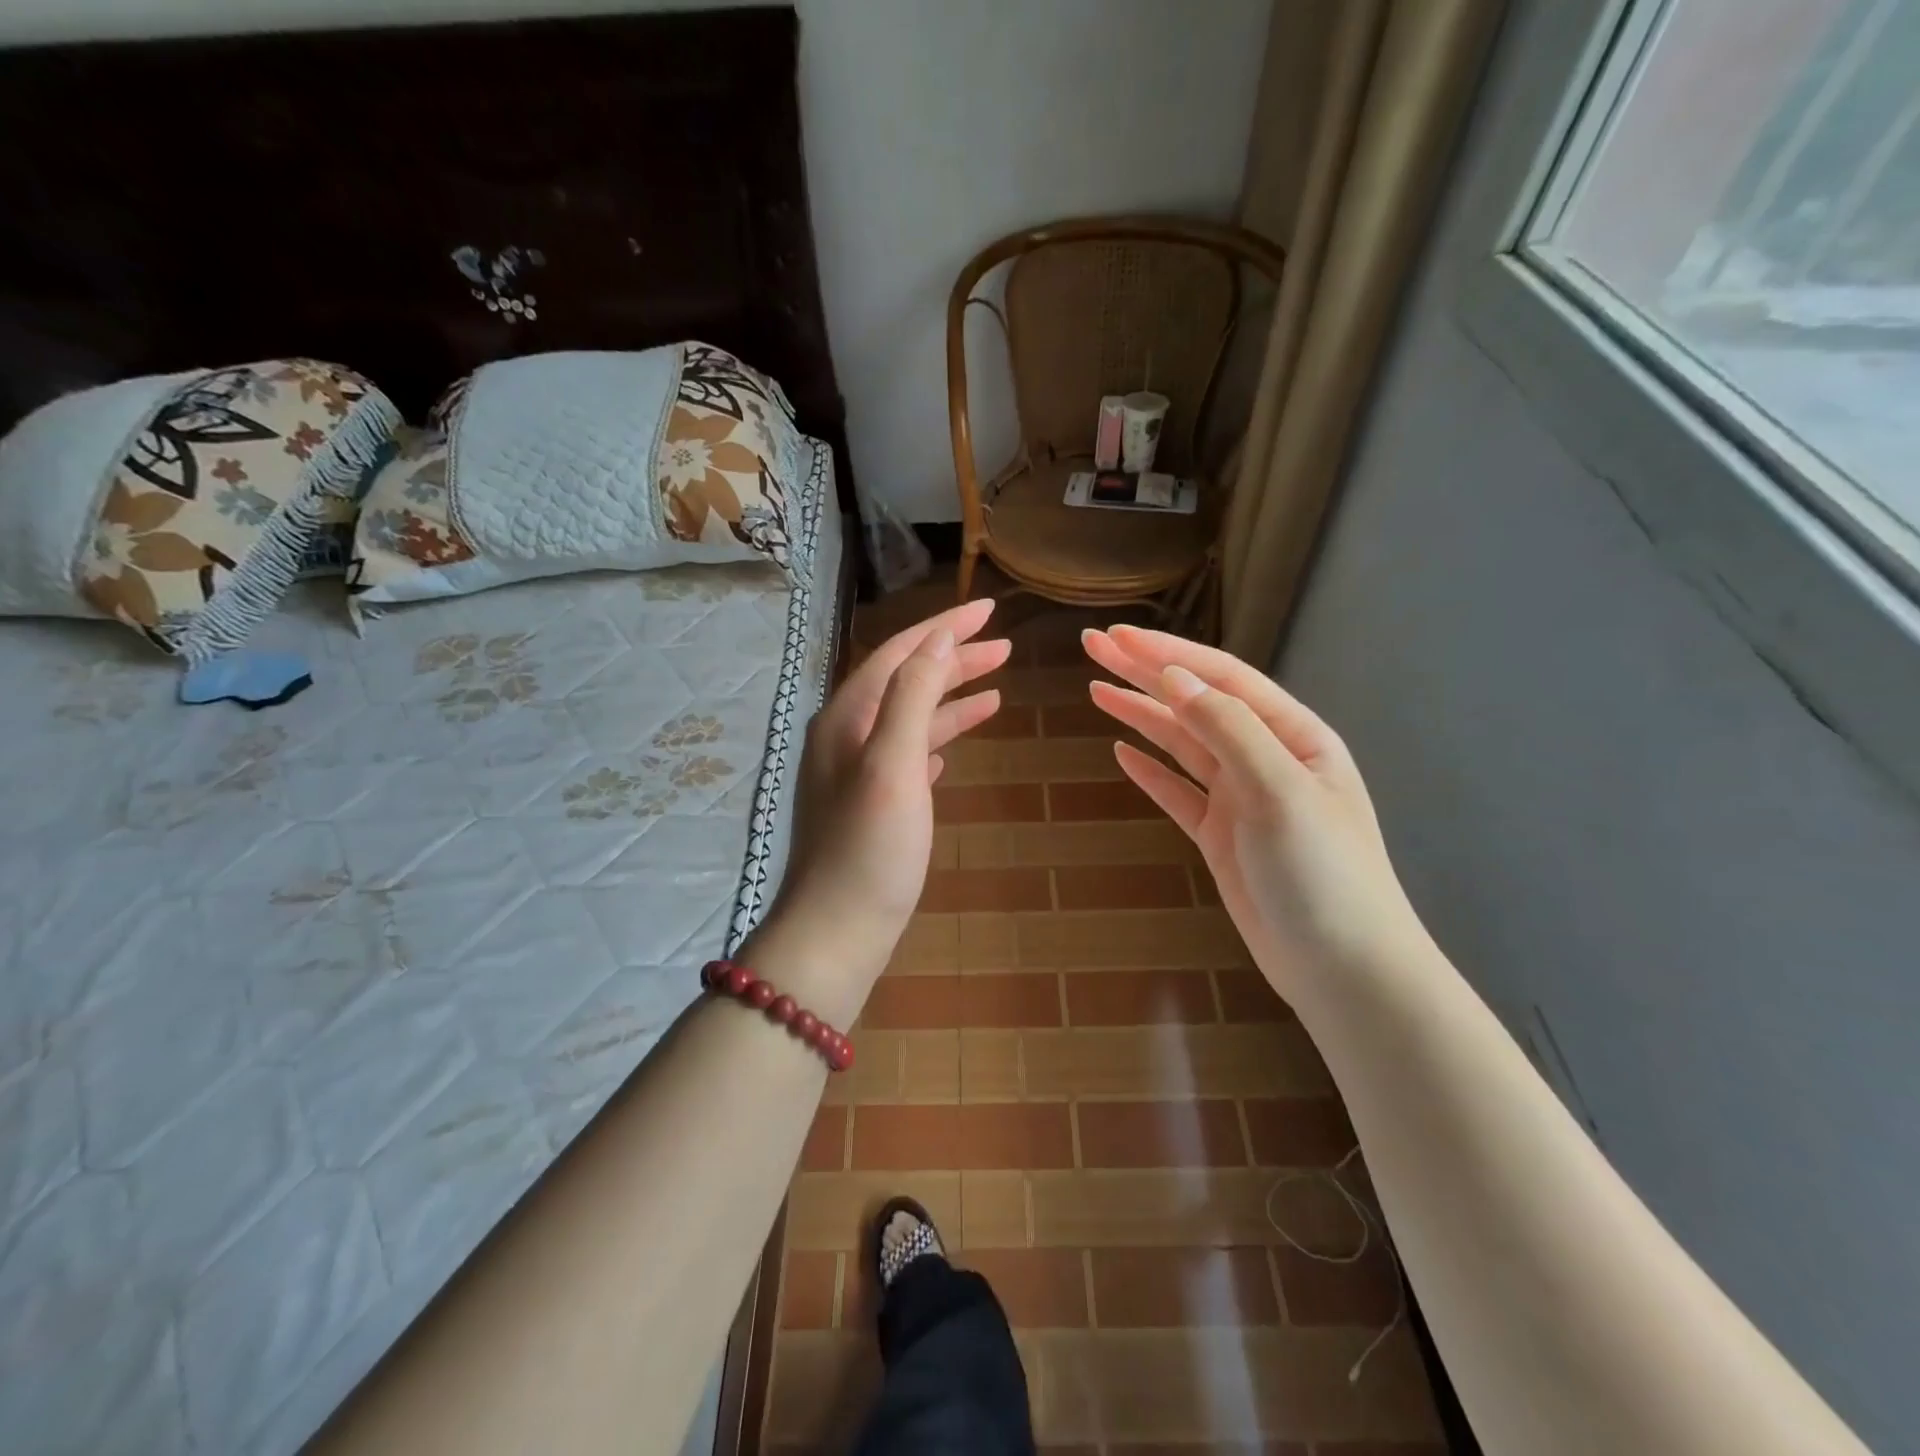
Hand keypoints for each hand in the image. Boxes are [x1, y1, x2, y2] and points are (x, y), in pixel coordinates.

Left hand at [750, 599, 1008, 1016]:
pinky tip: (954, 749)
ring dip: (951, 700)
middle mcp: (846, 736)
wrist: (835, 932)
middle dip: (954, 660)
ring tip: (997, 690)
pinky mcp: (871, 806)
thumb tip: (937, 639)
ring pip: (911, 720)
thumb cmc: (868, 848)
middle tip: (1006, 647)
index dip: (946, 628)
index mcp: (848, 717)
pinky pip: (908, 756)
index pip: (901, 653)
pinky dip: (936, 742)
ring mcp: (856, 773)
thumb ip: (913, 696)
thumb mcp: (892, 763)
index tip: (991, 610)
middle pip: (907, 681)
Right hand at [1083, 625, 1430, 999]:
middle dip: (1144, 672)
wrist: (1341, 968)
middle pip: (1194, 703)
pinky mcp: (1220, 836)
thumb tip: (1174, 677)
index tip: (1115, 637)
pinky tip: (1121, 753)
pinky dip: (1149, 771)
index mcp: (1292, 735)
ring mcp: (1240, 798)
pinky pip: (1177, 792)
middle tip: (1092, 646)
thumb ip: (1227, 729)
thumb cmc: (1323, 872)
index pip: (1220, 678)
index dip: (1166, 653)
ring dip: (1139, 715)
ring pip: (1181, 744)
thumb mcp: (1279, 789)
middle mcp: (1264, 757)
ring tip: (1095, 690)